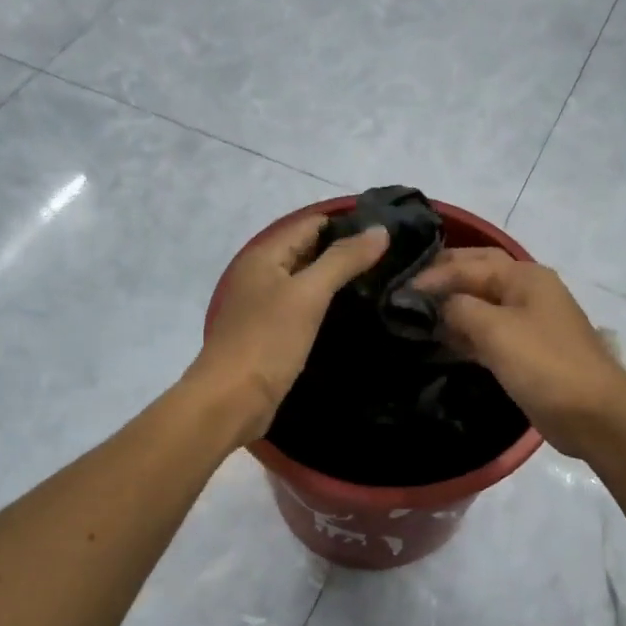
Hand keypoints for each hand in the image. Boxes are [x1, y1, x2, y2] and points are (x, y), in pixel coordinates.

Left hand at [191, 215, 388, 445]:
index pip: (311, 224)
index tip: (389, 231)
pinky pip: (304, 310)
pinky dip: (326, 307)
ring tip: (384, 282)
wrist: (231, 401)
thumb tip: (380, 230)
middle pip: (309, 252)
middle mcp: (261, 275)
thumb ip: (343, 260)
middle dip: (346, 252)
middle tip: (394, 258)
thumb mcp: (309, 295)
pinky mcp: (272, 335)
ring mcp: (264, 306)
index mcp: (264, 256)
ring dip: (338, 281)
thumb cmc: (268, 341)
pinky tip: (355, 314)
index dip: (347, 224)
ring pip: (308, 282)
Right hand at [411, 249, 625, 458]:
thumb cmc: (545, 366)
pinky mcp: (523, 351)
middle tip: (403, 293)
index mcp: (524, 276)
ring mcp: (526, 322)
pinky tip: (436, 341)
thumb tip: (433, 302)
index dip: (431, 275)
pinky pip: (486, 333)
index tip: (395, 291)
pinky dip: (461, 333)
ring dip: (449, 309)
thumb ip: (459, 308)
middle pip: (475, 275)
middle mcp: (525, 291)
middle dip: (441, 281)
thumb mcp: (496, 331)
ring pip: (479, 305)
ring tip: (411, 317)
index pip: (467, 264)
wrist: (594, 415)